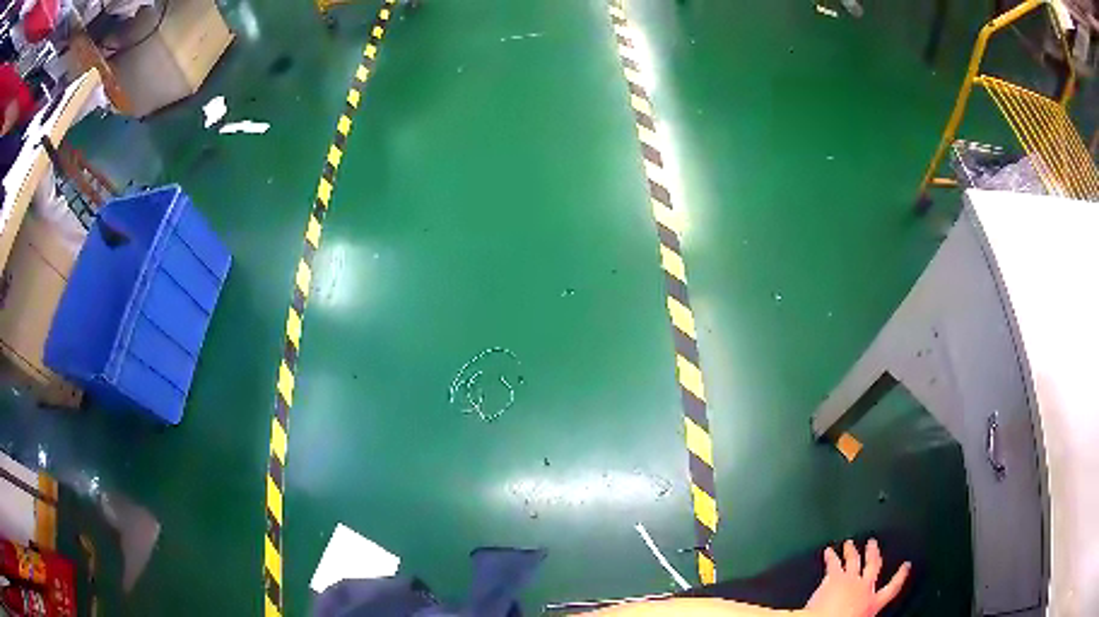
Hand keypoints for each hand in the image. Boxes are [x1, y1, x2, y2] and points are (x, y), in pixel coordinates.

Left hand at [803, 538, 909, 616]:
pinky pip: (833, 564)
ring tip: (849, 543)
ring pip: (853, 561)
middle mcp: (864, 588)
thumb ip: (865, 612)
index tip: (906, 566)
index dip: (901, 576)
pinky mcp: (835, 578)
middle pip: (873, 566)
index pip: (893, 588)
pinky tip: (828, 551)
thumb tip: (865, 612)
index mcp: (873, 603)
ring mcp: (850, 580)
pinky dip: (831, 556)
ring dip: (851, 551)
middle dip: (873, 553)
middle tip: (873, 543)